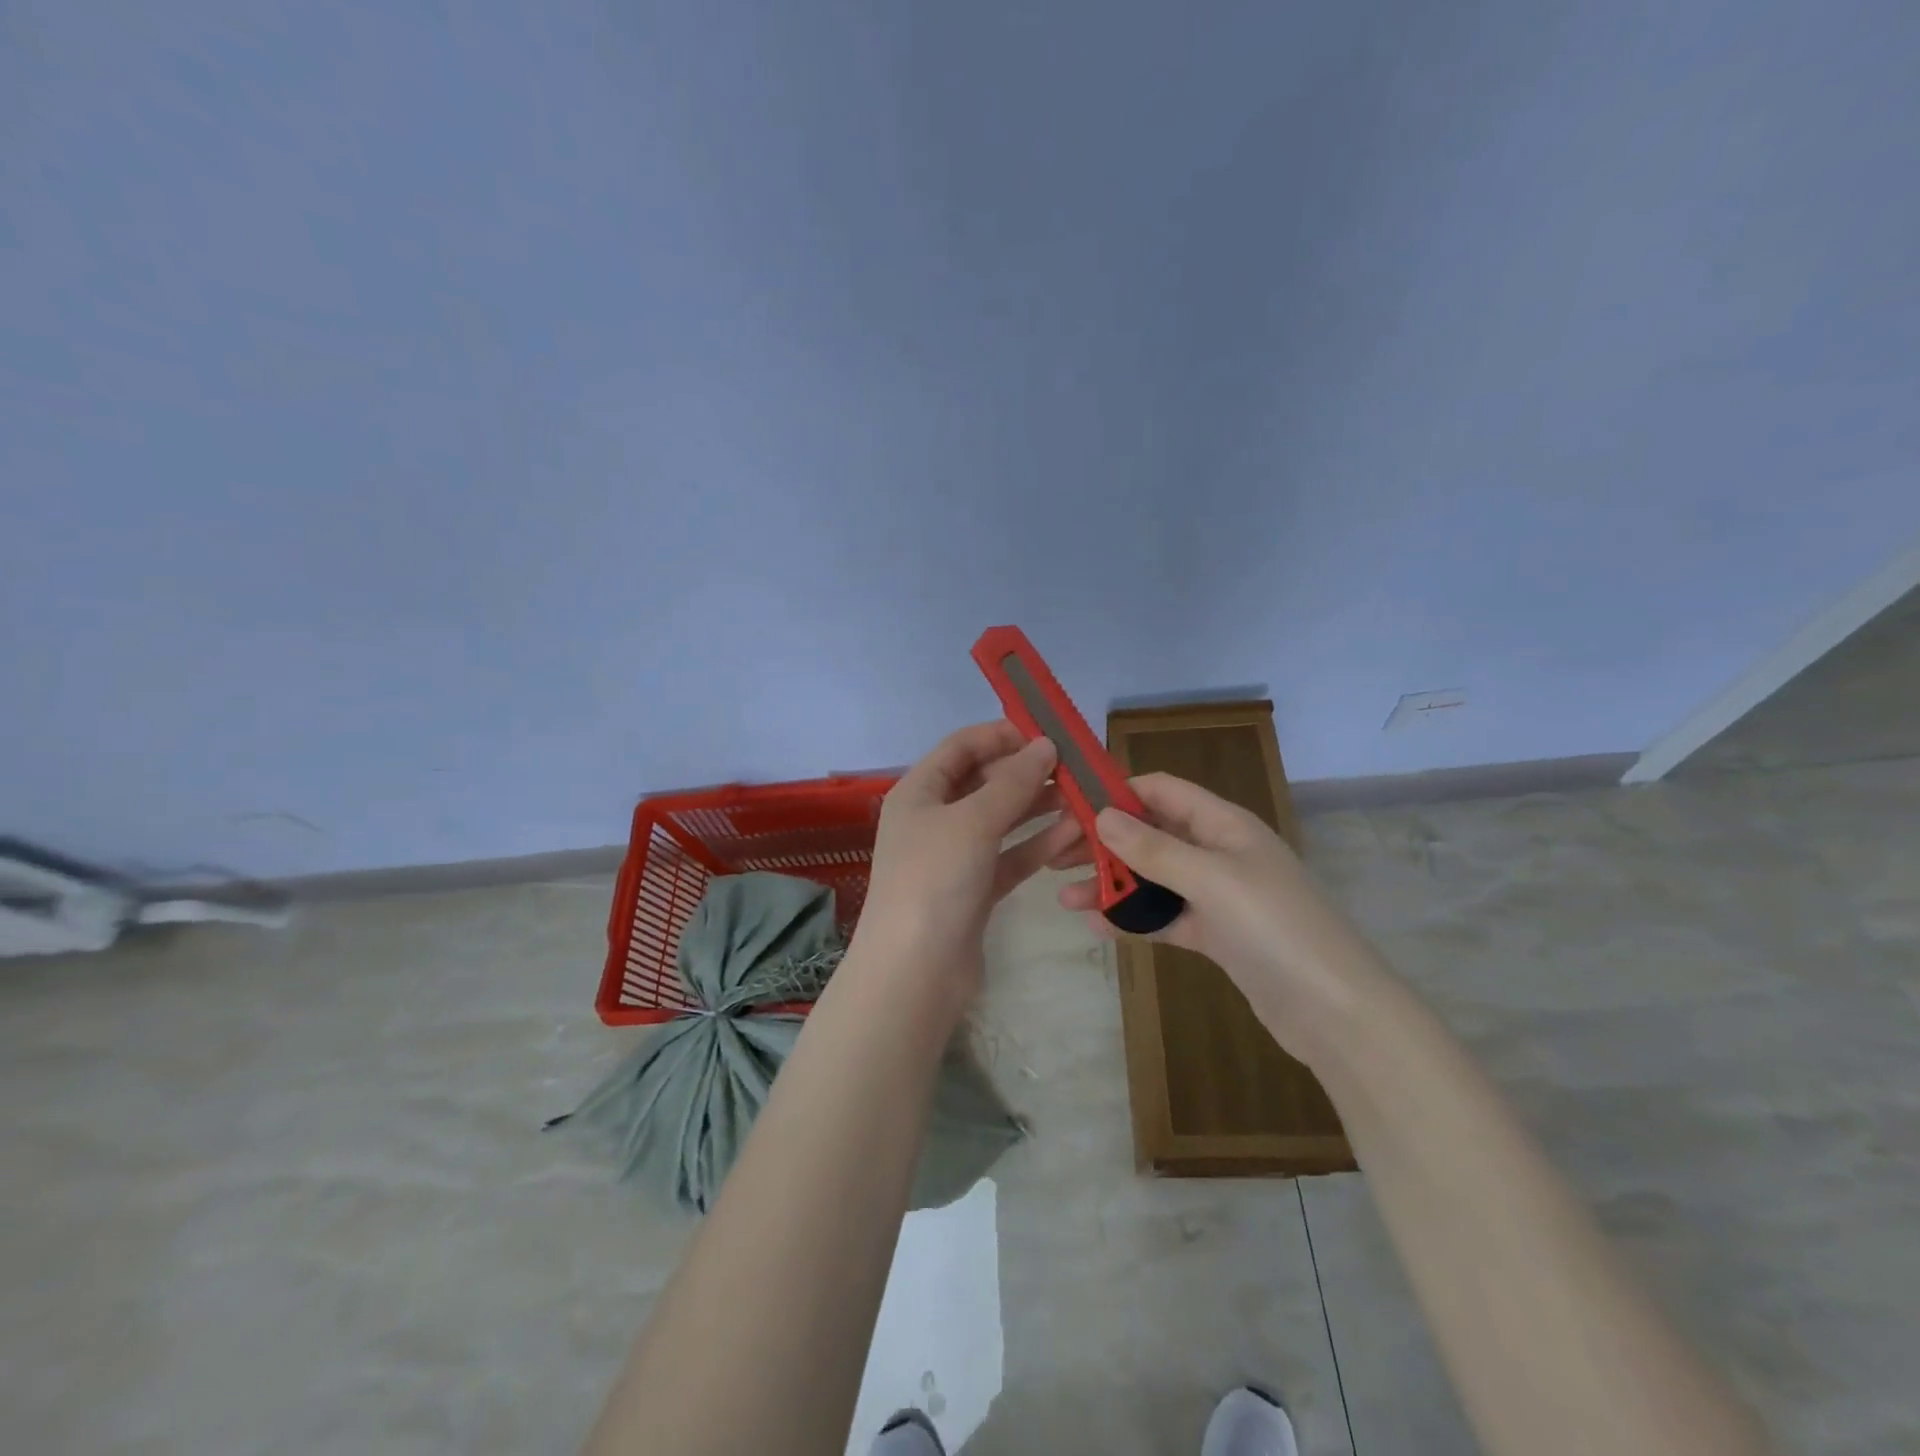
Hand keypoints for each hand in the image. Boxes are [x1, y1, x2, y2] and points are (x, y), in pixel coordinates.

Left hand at [852, 722, 1080, 1014]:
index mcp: (919, 791)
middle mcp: (935, 818)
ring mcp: (955, 855)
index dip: (1002, 734)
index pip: (961, 747)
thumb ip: (1012, 782)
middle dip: (1028, 772)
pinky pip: (1011, 855)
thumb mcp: (972, 821)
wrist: (915, 972)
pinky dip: (1038, 844)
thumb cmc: (934, 879)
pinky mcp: (976, 888)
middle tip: (1076, 768)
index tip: (1048, 733)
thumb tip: (1046, 745)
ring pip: (1003, 820)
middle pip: (984, 781)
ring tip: (1085, 798)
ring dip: (1039, 807)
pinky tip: (1074, 834)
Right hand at [1057, 772, 1390, 1062]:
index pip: (1161, 790)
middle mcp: (1218, 852)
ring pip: (1153, 878)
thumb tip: (1103, 815)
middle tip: (1056, 855)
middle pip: (1151, 834)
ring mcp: (1217, 895)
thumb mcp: (1211, 879)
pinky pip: (1164, 916)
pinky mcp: (1216, 934)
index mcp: (1224, 824)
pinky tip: (1097, 926)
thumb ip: (1154, 848)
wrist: (1335, 1012)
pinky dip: (1133, 918)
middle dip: (1104, 842)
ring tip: (1065, 896)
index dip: (1116, 792)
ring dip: (1112, 883)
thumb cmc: (1274, 927)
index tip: (1069, 804)